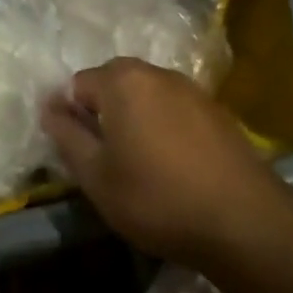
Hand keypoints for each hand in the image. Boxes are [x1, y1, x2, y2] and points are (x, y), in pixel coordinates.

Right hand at [41, 57, 290, 269]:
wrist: (243, 220)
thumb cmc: (157, 197)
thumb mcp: (96, 175)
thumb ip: (66, 135)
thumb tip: (49, 107)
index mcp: (121, 80)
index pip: (77, 85)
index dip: (72, 118)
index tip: (82, 155)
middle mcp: (155, 72)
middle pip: (113, 84)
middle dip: (104, 114)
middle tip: (108, 160)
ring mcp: (190, 88)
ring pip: (146, 96)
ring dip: (136, 120)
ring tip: (142, 165)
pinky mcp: (216, 110)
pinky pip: (174, 109)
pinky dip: (165, 128)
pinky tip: (175, 166)